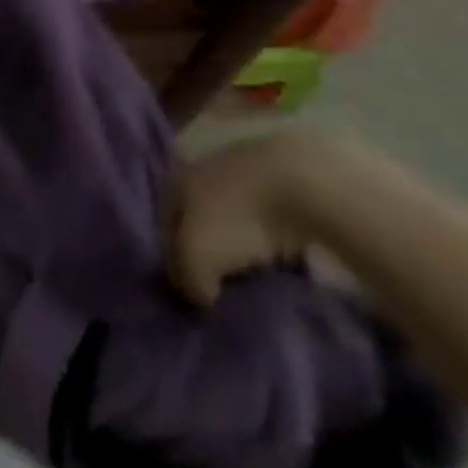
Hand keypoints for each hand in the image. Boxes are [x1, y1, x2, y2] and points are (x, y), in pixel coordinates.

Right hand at [167, 130, 329, 305]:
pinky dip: (268, 239)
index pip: (166, 231)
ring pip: (233, 221)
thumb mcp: (197, 258)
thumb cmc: (236, 219)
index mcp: (174, 184)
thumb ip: (187, 280)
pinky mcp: (277, 182)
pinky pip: (265, 220)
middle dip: (209, 254)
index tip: (196, 294)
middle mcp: (200, 173)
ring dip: (241, 247)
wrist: (301, 185)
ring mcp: (240, 174)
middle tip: (223, 286)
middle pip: (198, 224)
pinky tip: (279, 259)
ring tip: (255, 275)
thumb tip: (200, 294)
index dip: (177, 266)